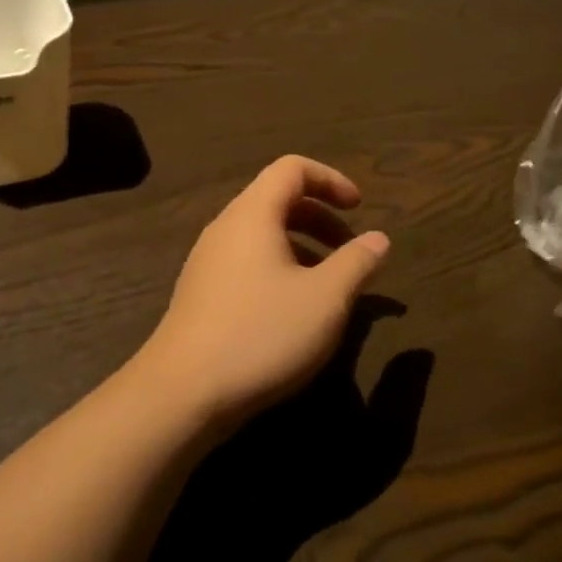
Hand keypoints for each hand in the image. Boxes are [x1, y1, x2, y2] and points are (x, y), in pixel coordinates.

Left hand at [136, 156, 390, 430]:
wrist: (183, 392)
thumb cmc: (261, 333)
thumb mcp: (325, 299)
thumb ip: (357, 263)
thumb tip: (379, 239)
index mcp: (253, 214)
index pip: (292, 168)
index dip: (331, 180)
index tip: (359, 209)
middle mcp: (225, 228)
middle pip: (277, 199)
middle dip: (320, 217)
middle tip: (350, 249)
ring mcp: (207, 261)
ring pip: (261, 234)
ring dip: (301, 246)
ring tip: (328, 284)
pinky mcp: (201, 293)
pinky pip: (246, 261)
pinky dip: (278, 268)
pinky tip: (293, 310)